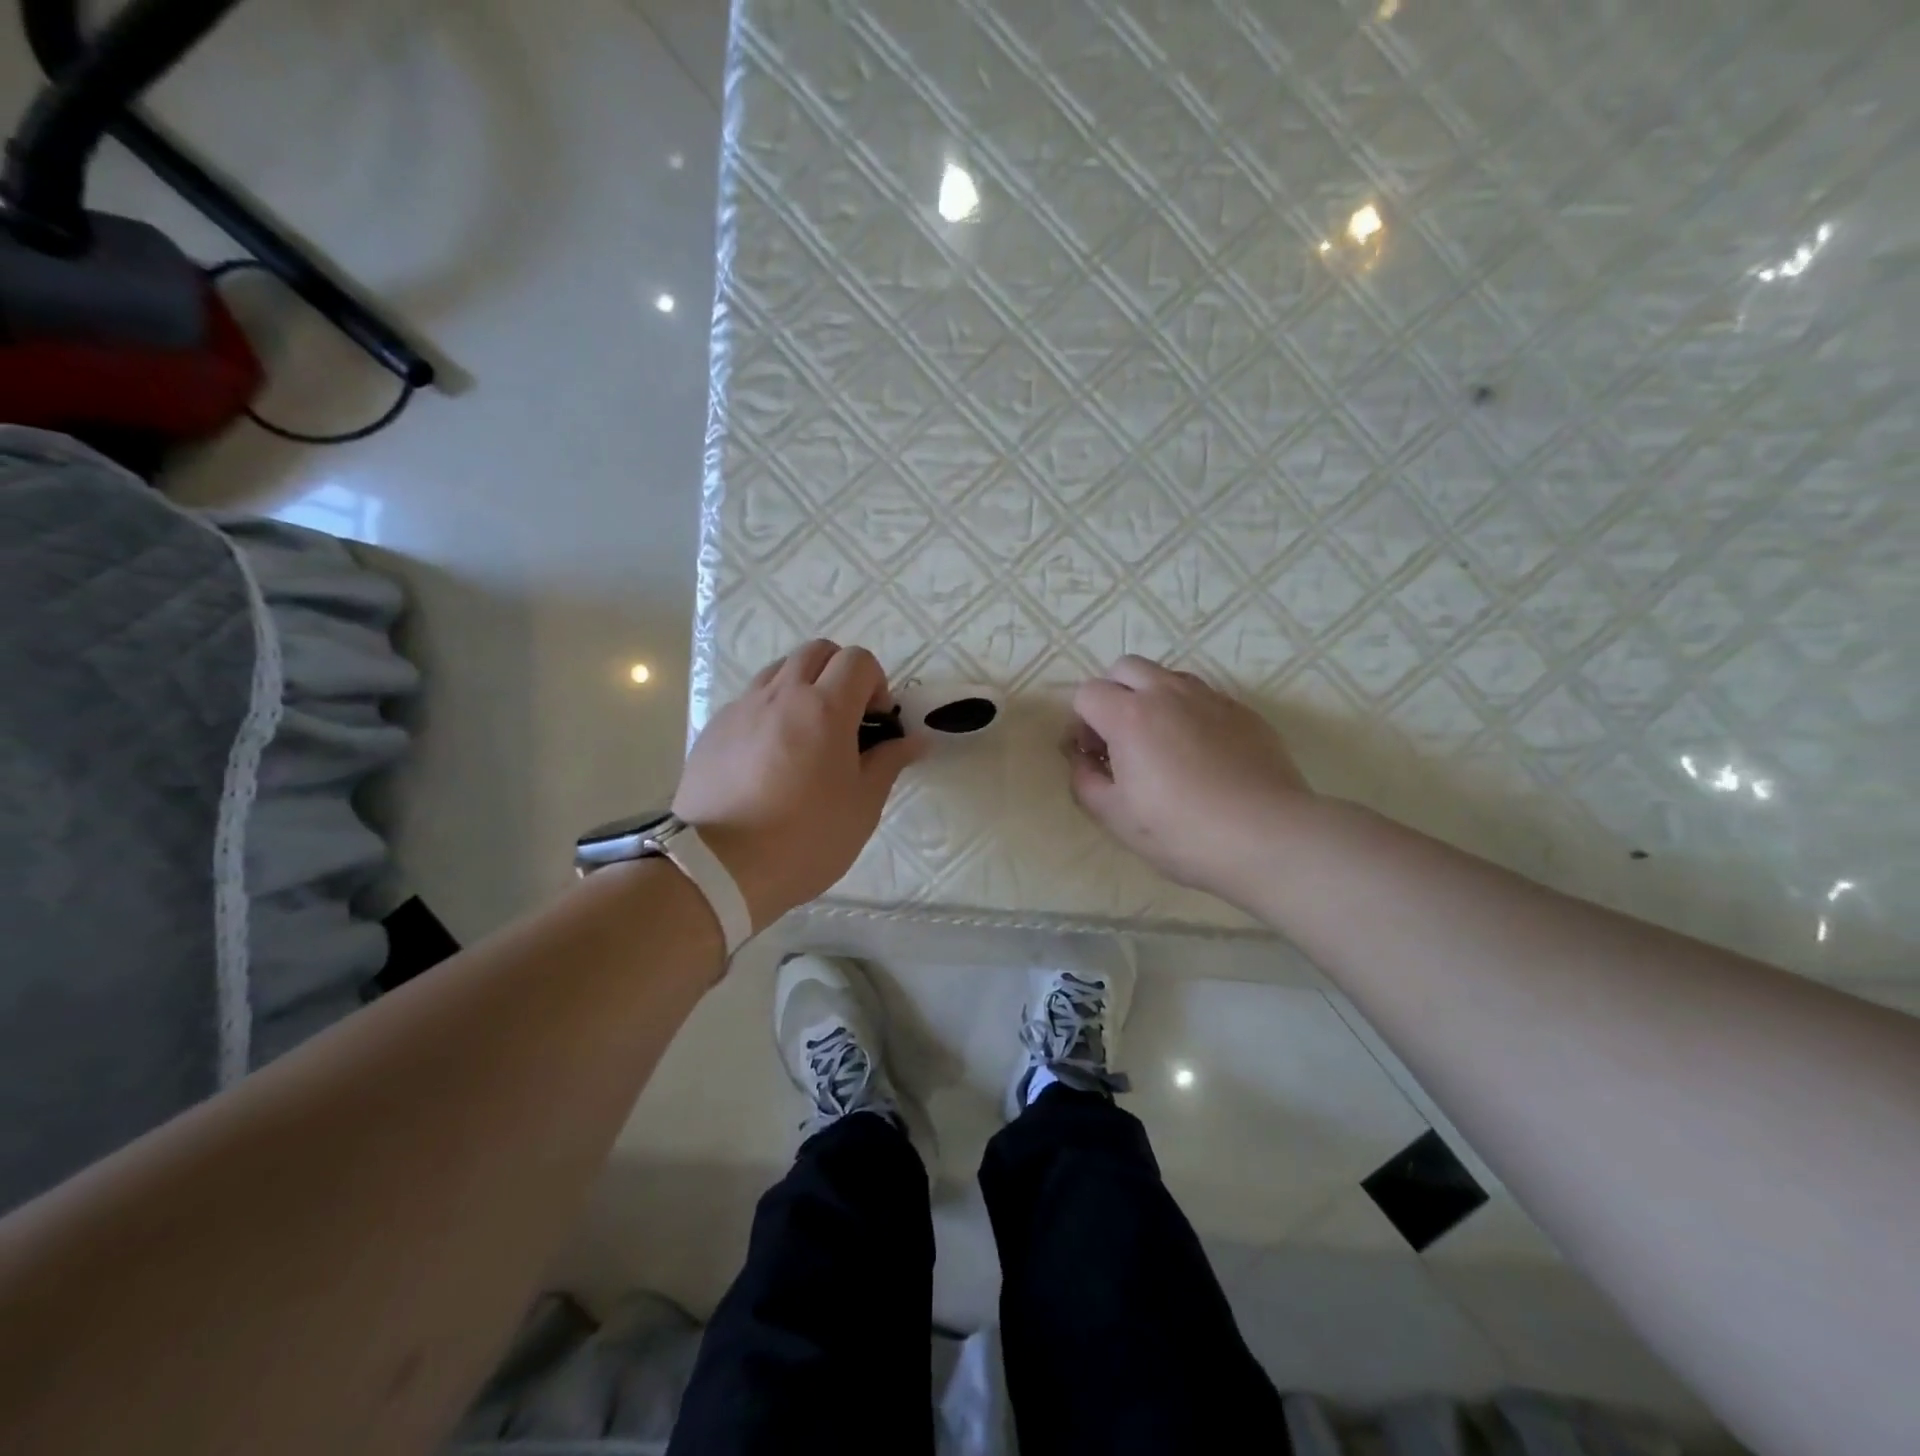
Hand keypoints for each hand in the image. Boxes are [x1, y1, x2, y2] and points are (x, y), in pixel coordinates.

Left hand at [674, 641, 923, 928]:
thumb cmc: (806, 838)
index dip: (876, 683)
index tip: (876, 722)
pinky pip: (750, 699)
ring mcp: (742, 708)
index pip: (858, 660)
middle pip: (817, 651)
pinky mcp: (714, 729)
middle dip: (840, 672)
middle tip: (846, 719)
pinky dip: (770, 709)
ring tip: (806, 734)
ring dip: (803, 686)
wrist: (719, 867)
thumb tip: (915, 740)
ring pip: (779, 669)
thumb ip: (889, 763)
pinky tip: (769, 756)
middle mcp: (781, 695)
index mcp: (824, 708)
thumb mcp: (862, 806)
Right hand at [1067, 656, 1311, 900]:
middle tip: (1121, 739)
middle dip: (1113, 695)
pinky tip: (1202, 756)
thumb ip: (1085, 781)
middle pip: (1126, 668)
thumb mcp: (1117, 818)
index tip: (1093, 755)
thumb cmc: (1182, 832)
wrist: (1268, 837)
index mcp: (1130, 716)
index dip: (1082, 723)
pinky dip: (1190, 714)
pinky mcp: (1244, 712)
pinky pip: (1204, 698)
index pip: (1088, 693)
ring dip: (1152, 700)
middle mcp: (1168, 693)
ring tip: (1162, 745)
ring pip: (1168, 677)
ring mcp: (1211, 698)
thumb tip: (1082, 761)